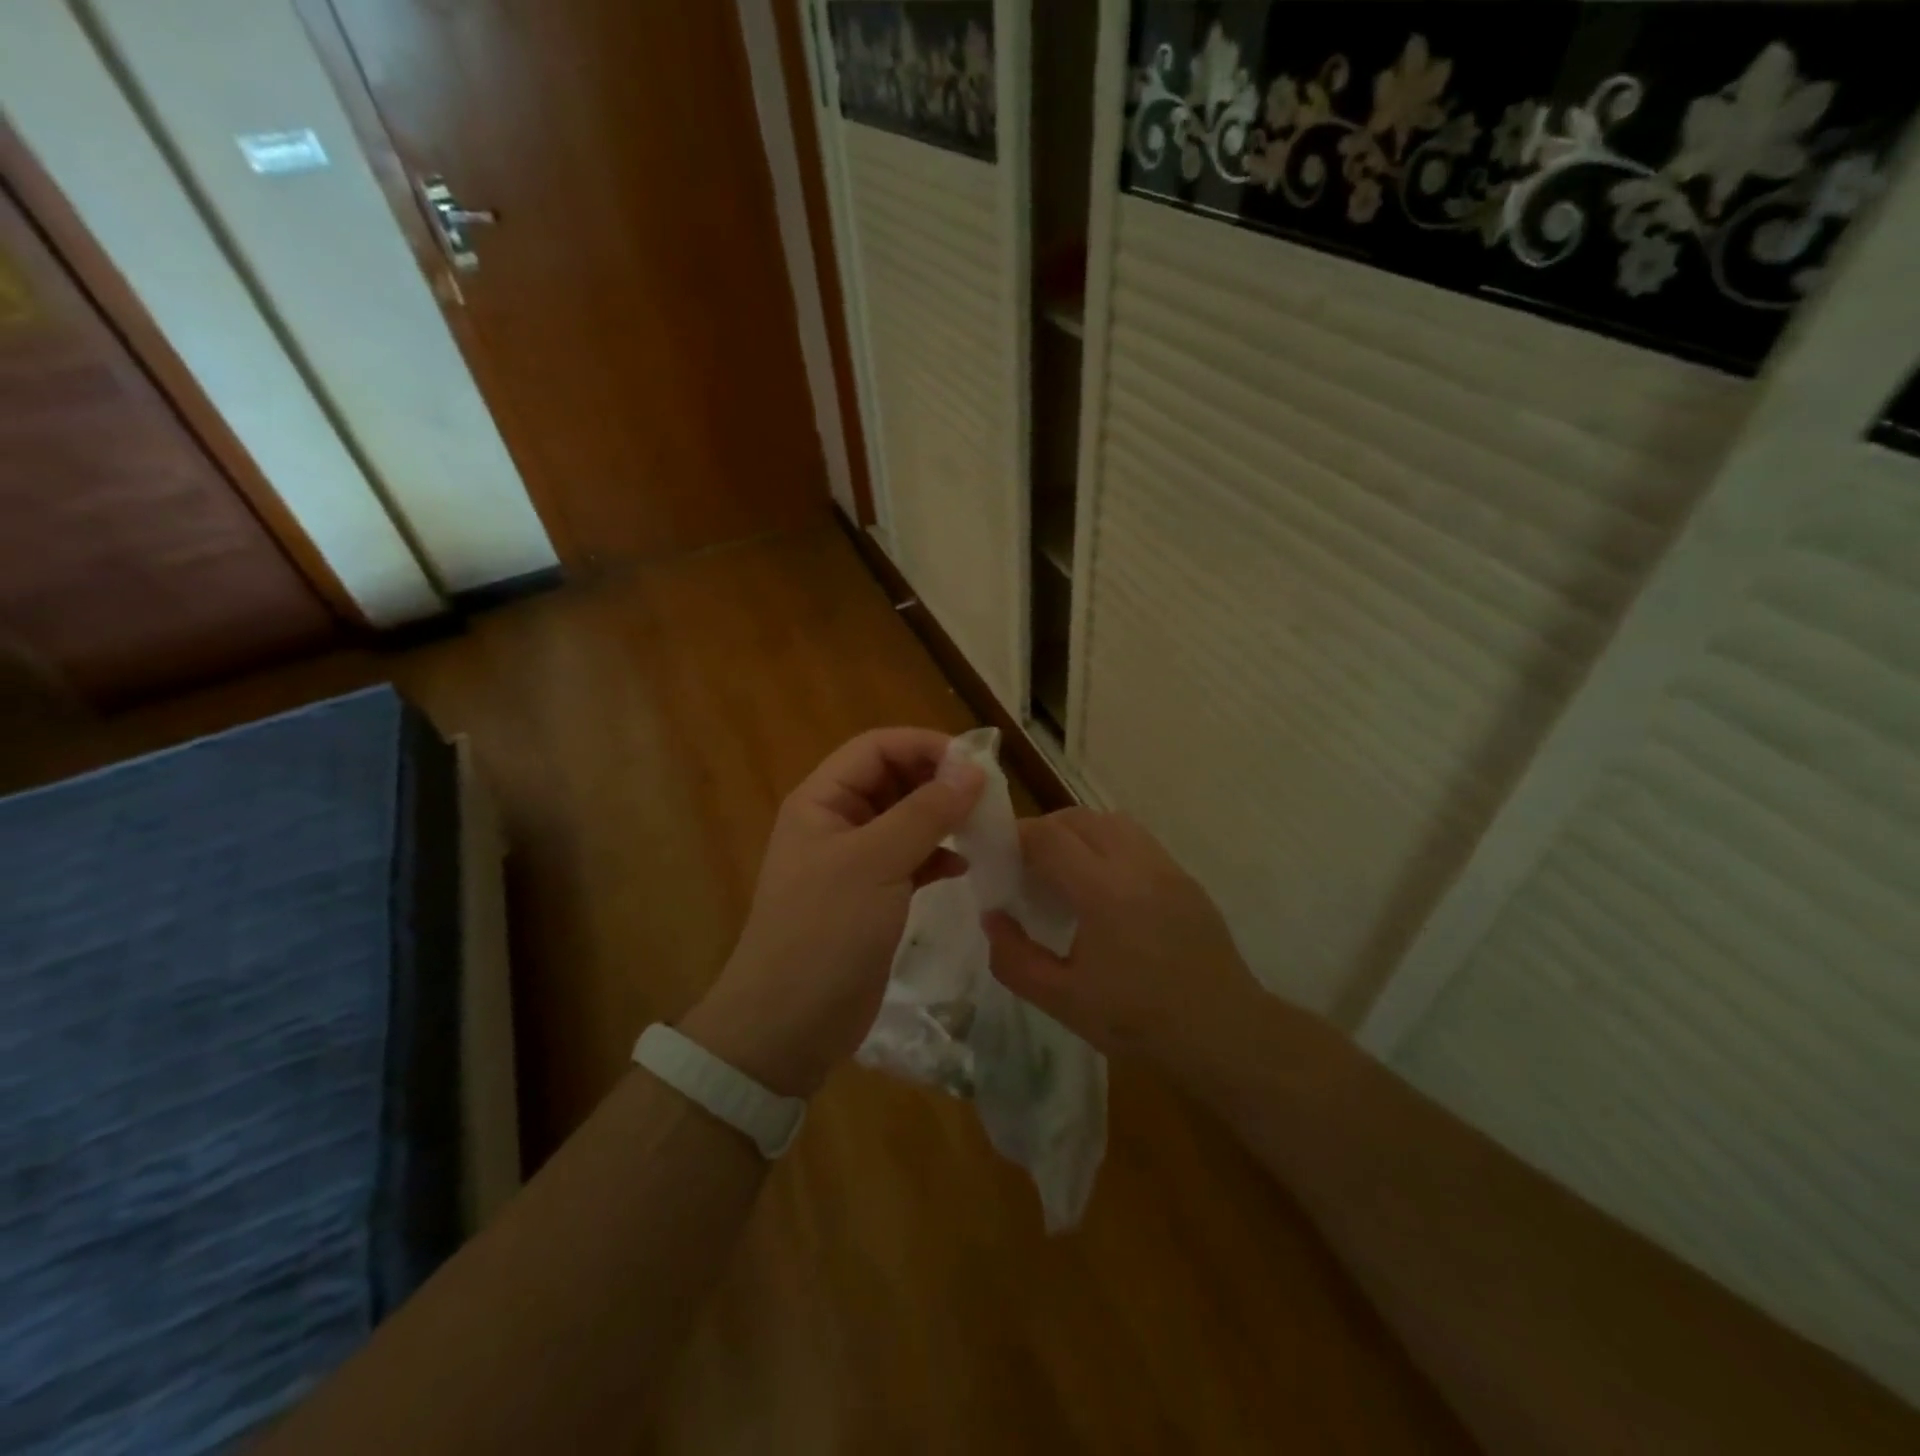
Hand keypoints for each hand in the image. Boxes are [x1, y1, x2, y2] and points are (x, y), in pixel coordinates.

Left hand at [682, 728, 984, 1096]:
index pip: (876, 748)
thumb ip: (926, 812)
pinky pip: (910, 859)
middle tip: (986, 797)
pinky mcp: (871, 897)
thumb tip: (973, 769)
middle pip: (892, 780)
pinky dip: (937, 857)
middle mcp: (836, 822)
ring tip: (982, 827)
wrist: (789, 1024)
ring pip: (905, 820)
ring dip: (942, 819)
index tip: (975, 763)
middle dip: (937, 782)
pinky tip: (964, 866)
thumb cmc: (825, 931)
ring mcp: (854, 861)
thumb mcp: (876, 862)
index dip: (924, 746)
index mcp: (822, 800)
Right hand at [982, 809, 1261, 1075]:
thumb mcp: (1062, 1000)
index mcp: (1103, 890)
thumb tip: (993, 917)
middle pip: (1079, 817)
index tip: (998, 855)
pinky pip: (1138, 840)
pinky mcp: (1185, 879)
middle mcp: (1136, 864)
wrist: (1224, 1034)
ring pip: (1112, 821)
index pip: (1049, 836)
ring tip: (1064, 870)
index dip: (1017, 836)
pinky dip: (1109, 845)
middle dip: (1045, 830)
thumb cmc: (1138, 1021)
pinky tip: (1104, 887)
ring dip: (1079, 832)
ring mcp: (1166, 867)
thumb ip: (1015, 958)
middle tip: (1025, 864)